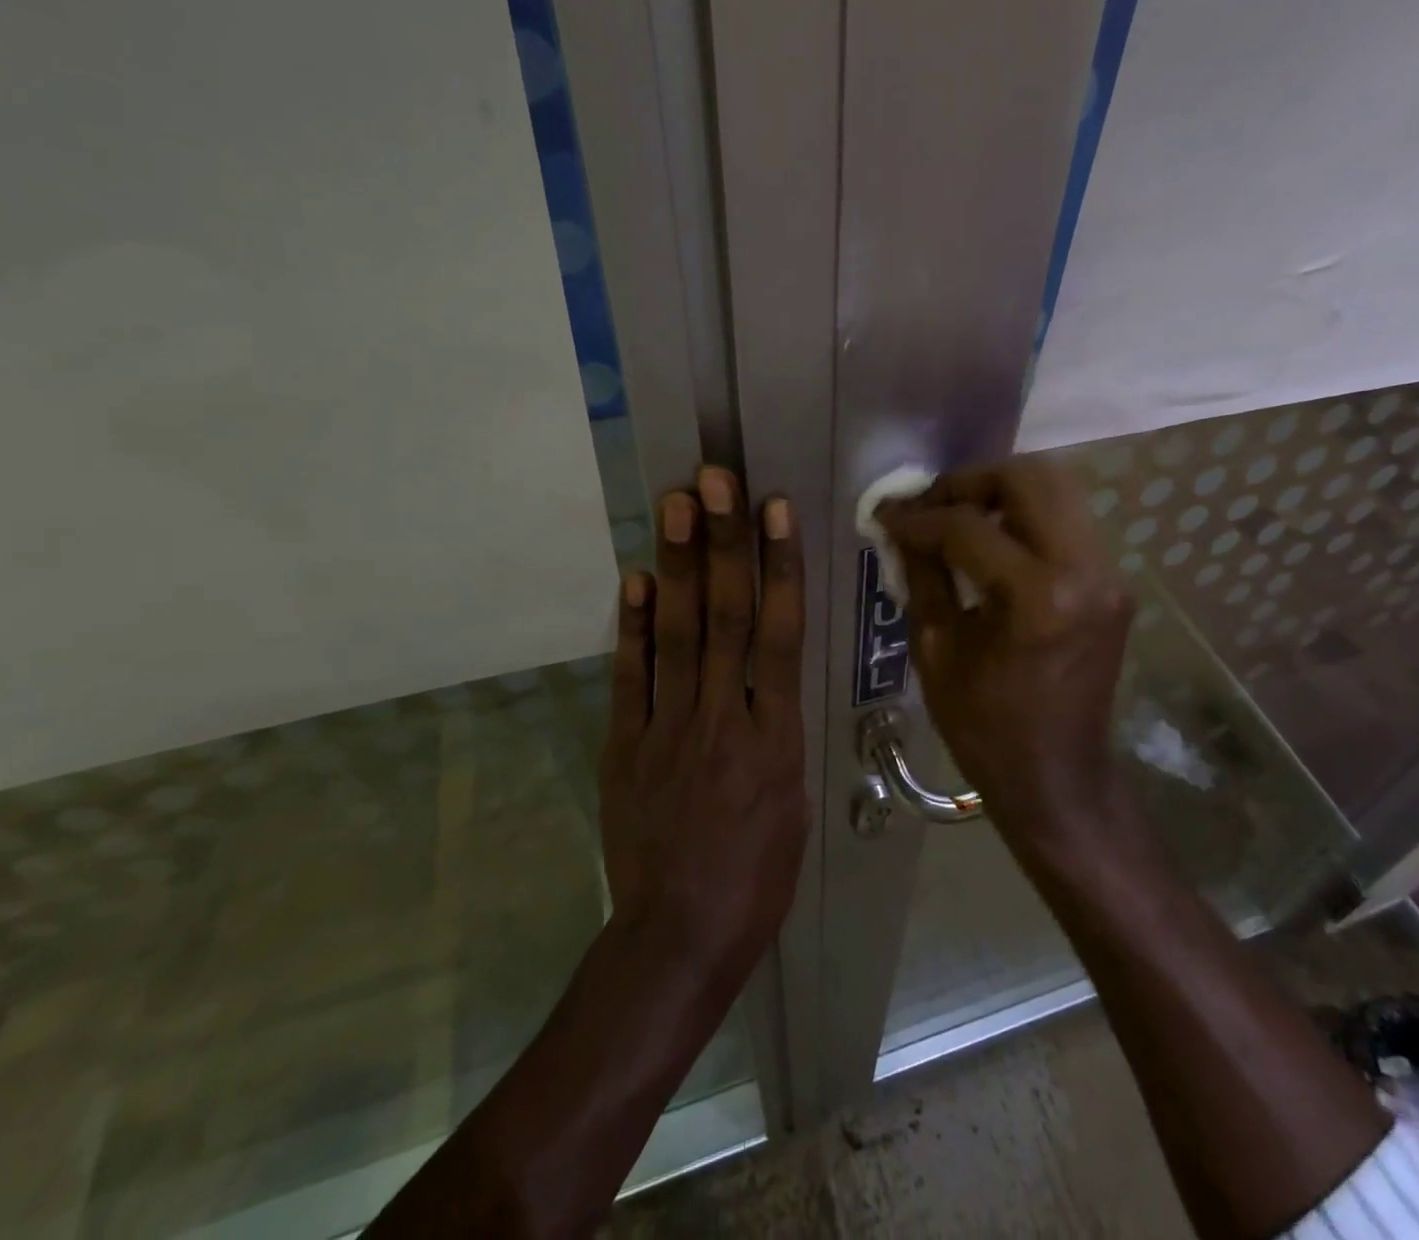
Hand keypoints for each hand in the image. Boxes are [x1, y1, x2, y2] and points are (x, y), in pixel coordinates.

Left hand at [599, 467, 808, 984]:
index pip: (779, 633)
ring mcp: (667, 727)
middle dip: (723, 544)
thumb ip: (779, 728)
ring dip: (678, 566)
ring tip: (676, 506)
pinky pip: (630, 677)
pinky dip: (632, 626)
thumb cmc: (757, 875)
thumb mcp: (794, 801)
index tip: (776, 510)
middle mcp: (722, 717)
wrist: (679, 937)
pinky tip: (635, 578)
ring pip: (677, 634)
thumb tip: (770, 675)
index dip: (779, 567)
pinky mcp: (624, 745)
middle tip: (715, 480)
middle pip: (725, 617)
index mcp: (775, 735)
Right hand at [878, 456, 1133, 845]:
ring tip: (957, 516)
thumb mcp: (936, 651)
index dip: (919, 517)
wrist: (1058, 779)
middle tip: (931, 504)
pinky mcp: (1114, 584)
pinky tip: (991, 541)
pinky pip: (1067, 523)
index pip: (968, 527)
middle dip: (970, 481)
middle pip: (1030, 478)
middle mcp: (1086, 571)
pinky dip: (1025, 516)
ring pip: (1058, 490)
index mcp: (1039, 598)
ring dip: (1001, 492)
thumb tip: (901, 527)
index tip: (886, 516)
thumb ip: (921, 575)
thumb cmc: (986, 728)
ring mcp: (1109, 575)